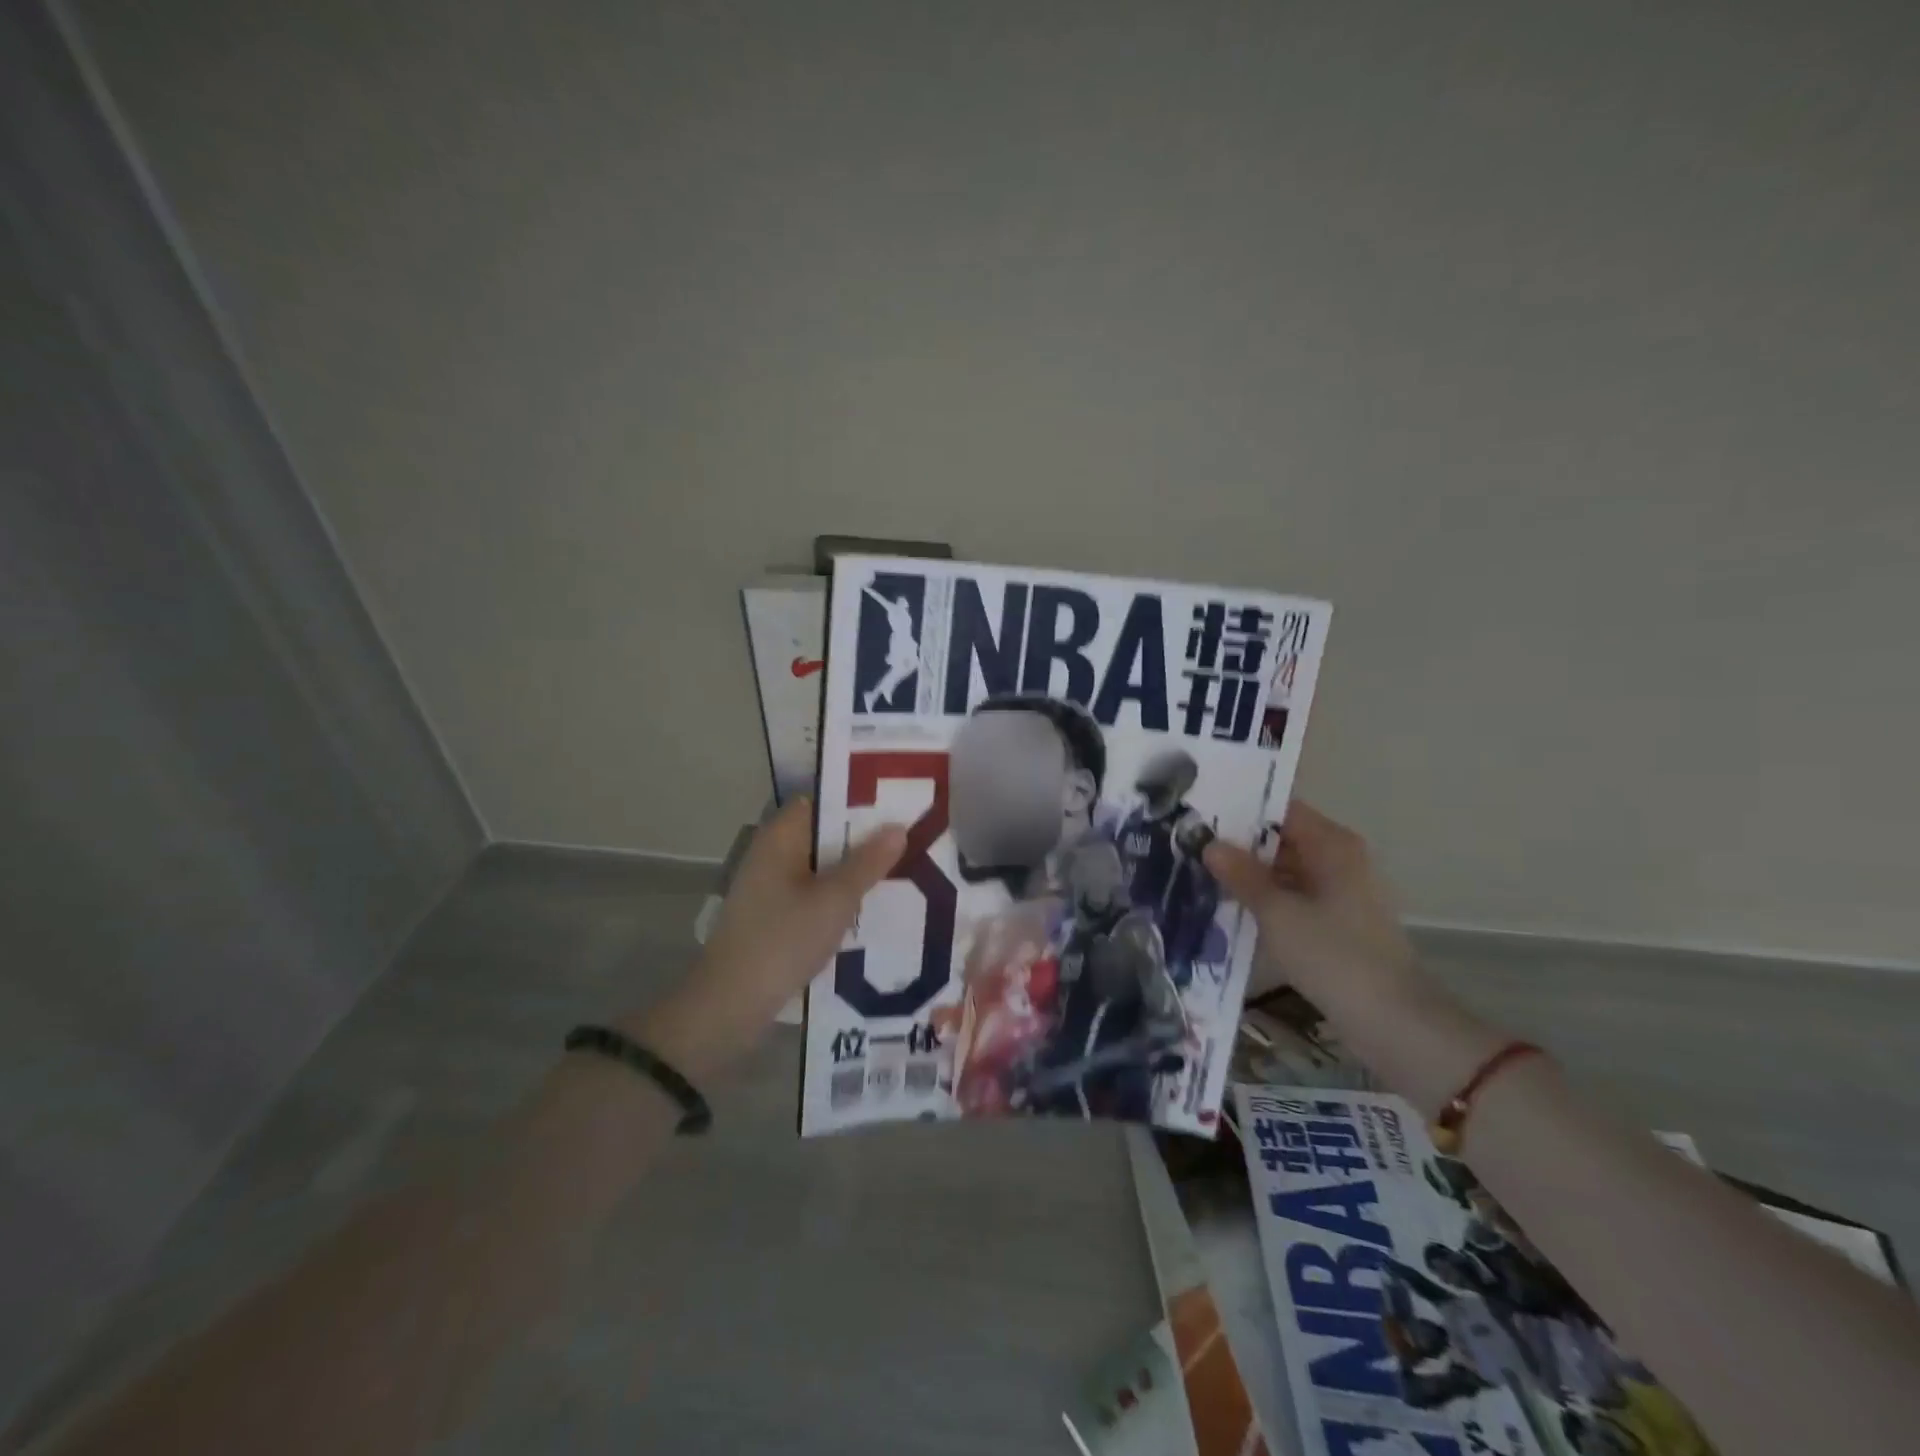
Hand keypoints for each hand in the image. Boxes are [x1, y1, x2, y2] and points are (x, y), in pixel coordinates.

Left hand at [626, 799, 905, 1078]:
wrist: (731, 1004)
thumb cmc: (783, 940)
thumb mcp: (835, 900)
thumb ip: (868, 862)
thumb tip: (898, 827)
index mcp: (780, 837)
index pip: (822, 801)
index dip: (858, 801)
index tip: (897, 807)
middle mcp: (772, 854)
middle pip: (824, 834)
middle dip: (864, 839)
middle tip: (910, 840)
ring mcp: (770, 886)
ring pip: (822, 866)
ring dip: (854, 870)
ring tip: (902, 871)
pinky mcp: (774, 915)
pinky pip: (814, 893)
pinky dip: (839, 896)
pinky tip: (870, 907)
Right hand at [1203, 800, 1418, 1003]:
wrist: (1393, 1022)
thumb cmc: (1334, 956)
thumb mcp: (1277, 914)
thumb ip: (1242, 875)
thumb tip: (1209, 844)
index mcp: (1332, 844)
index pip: (1280, 810)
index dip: (1240, 811)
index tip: (1199, 818)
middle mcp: (1340, 859)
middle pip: (1282, 839)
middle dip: (1239, 846)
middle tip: (1190, 849)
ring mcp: (1341, 892)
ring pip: (1285, 871)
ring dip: (1249, 876)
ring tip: (1200, 877)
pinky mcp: (1337, 922)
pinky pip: (1294, 897)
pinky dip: (1266, 900)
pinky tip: (1231, 909)